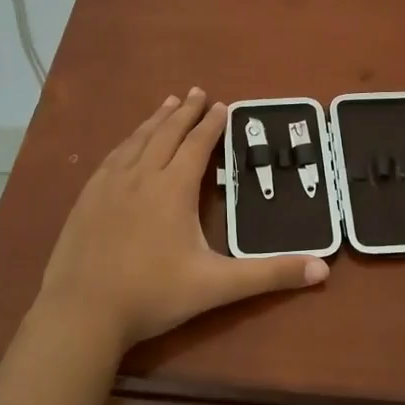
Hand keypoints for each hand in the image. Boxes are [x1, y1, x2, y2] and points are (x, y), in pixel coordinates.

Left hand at [36, 88, 328, 349]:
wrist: (82, 312)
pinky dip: (127, 141)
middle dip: (185, 112)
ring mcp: (109, 186)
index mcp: (172, 188)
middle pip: (166, 134)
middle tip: (197, 92)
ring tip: (167, 103)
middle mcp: (141, 176)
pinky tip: (127, 144)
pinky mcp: (86, 199)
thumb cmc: (153, 295)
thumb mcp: (217, 286)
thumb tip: (322, 268)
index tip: (222, 104)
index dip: (211, 124)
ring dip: (155, 120)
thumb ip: (269, 274)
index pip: (196, 146)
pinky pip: (112, 158)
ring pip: (137, 141)